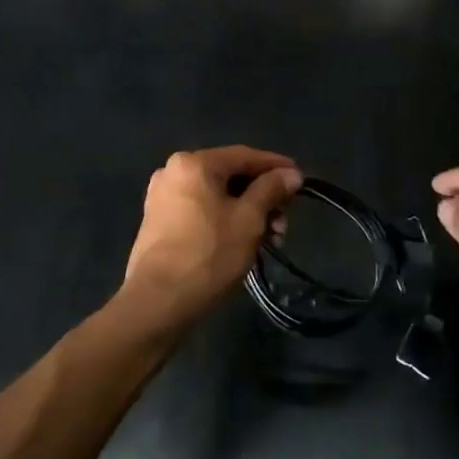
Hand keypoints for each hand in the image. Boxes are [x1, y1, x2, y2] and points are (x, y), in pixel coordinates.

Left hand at [124, 147, 302, 328]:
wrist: (157, 303)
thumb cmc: (208, 254)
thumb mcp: (249, 219)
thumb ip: (271, 190)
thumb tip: (291, 174)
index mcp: (194, 163)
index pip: (245, 156)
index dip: (277, 166)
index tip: (301, 179)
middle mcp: (173, 171)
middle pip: (230, 176)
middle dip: (263, 197)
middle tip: (285, 220)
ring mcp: (163, 197)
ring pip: (217, 196)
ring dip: (247, 212)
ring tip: (270, 239)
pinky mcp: (159, 221)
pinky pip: (201, 210)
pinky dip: (225, 220)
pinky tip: (244, 241)